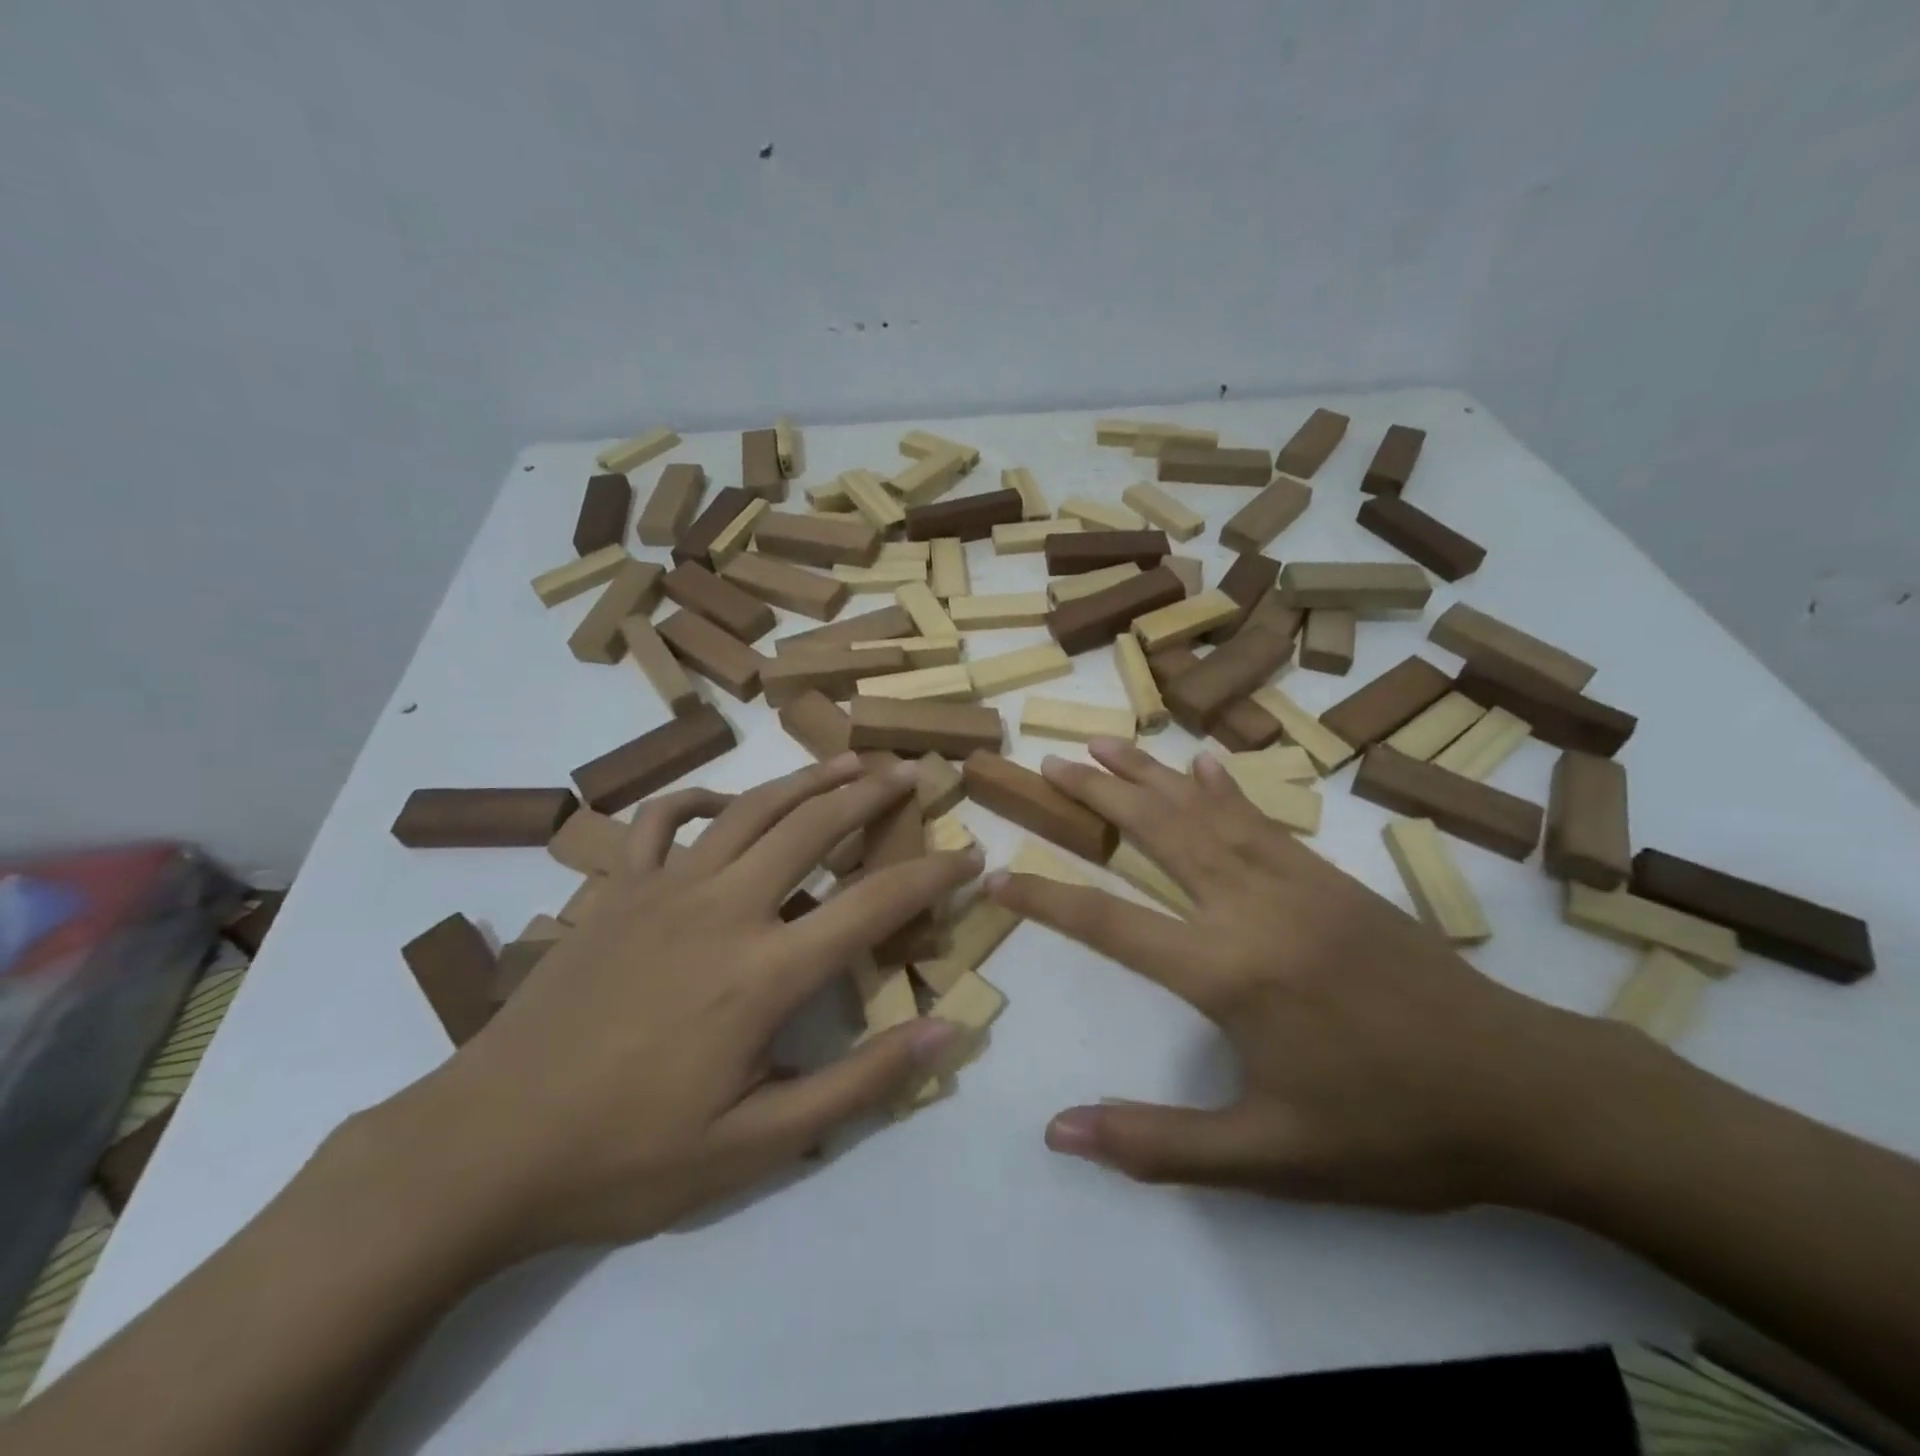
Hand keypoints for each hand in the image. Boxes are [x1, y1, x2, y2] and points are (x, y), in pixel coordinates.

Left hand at [374, 753, 979, 1258]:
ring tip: (847, 759)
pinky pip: (662, 821)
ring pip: (750, 808)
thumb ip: (859, 1085)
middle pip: (813, 826)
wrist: (483, 1148)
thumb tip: (948, 1034)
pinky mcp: (614, 891)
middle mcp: (721, 909)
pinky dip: (701, 797)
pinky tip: (725, 801)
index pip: (872, 905)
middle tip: (911, 771)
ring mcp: (662, 889)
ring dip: (806, 779)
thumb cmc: (627, 1155)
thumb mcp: (756, 1145)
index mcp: (762, 972)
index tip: (969, 856)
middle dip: (871, 794)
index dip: (930, 876)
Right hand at [987, 738, 1627, 1211]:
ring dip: (1149, 774)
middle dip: (1096, 796)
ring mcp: (1296, 881)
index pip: (1108, 921)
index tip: (997, 875)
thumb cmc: (1390, 1130)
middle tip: (1049, 763)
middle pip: (1156, 833)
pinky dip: (1223, 787)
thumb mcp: (1268, 1157)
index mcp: (1227, 970)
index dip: (1045, 897)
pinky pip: (1262, 818)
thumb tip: (1059, 1132)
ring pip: (1203, 811)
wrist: (1525, 1092)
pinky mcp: (1332, 878)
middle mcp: (1251, 906)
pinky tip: (1203, 762)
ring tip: (1104, 743)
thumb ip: (1157, 1143)